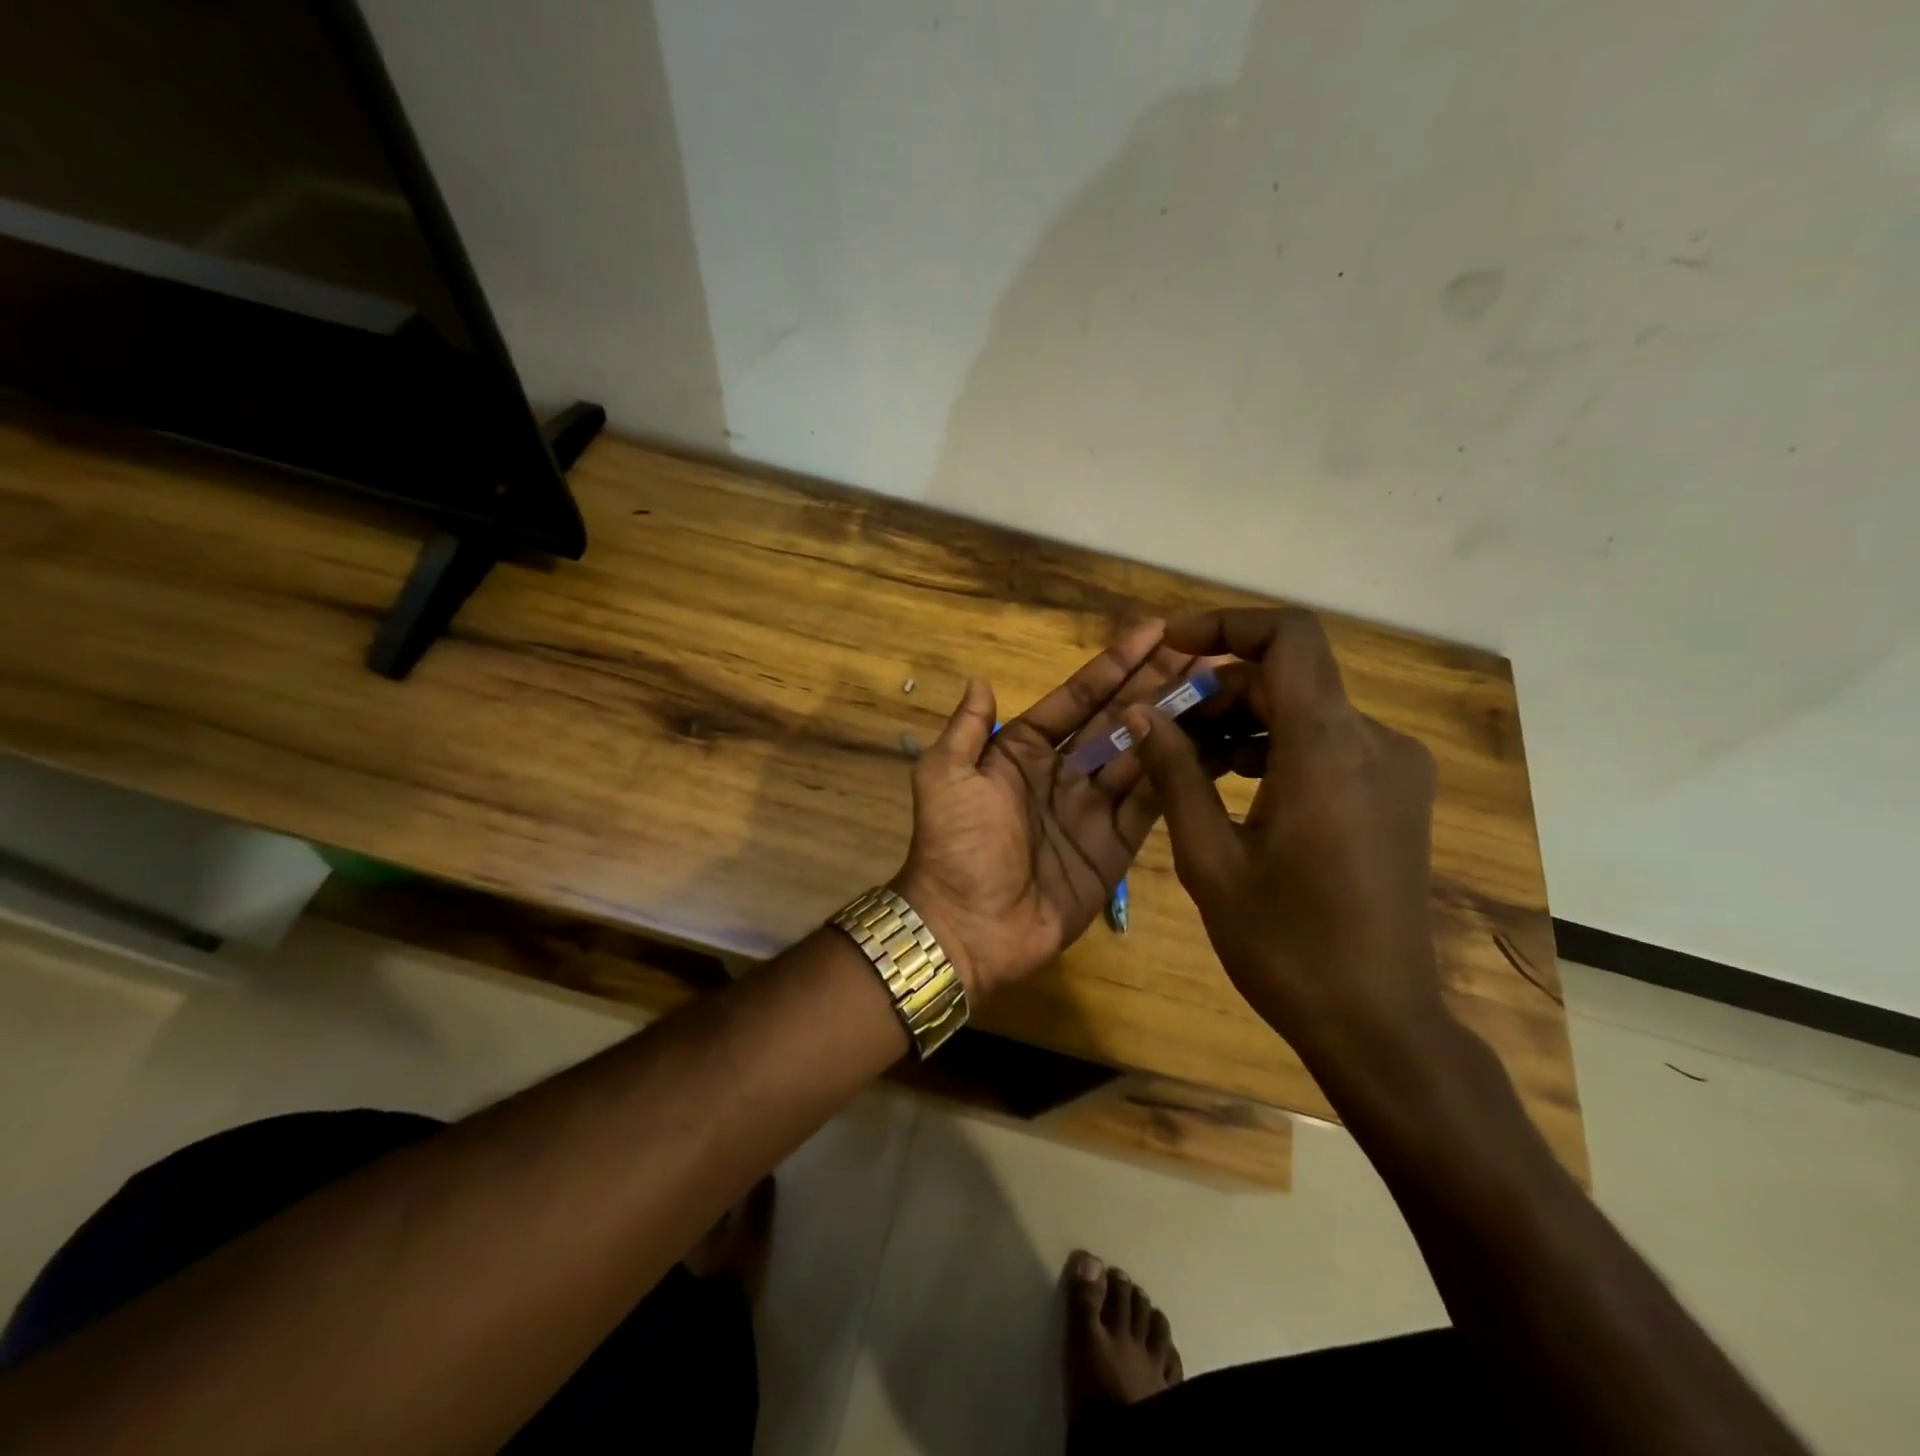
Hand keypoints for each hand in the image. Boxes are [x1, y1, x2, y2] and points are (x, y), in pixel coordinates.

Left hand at [893, 620, 1199, 998]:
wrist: (968, 928)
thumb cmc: (954, 846)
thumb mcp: (945, 778)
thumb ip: (966, 729)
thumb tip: (980, 679)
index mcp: (1022, 749)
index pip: (1077, 697)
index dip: (1114, 664)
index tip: (1154, 631)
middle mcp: (1063, 771)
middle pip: (1117, 719)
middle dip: (1155, 683)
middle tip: (1203, 648)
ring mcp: (1093, 808)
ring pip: (1141, 754)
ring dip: (1175, 720)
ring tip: (1218, 683)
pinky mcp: (1116, 846)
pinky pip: (1151, 803)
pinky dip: (1178, 774)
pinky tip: (1211, 742)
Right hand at [1125, 608, 1444, 1055]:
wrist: (1377, 1022)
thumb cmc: (1284, 945)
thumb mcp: (1209, 858)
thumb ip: (1174, 773)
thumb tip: (1138, 713)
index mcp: (1328, 750)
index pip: (1289, 639)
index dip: (1227, 625)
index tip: (1172, 646)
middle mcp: (1373, 742)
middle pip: (1288, 678)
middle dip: (1217, 691)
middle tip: (1158, 730)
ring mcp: (1393, 769)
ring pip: (1305, 711)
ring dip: (1241, 722)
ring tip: (1183, 762)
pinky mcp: (1395, 794)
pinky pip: (1326, 744)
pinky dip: (1274, 748)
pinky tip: (1229, 786)